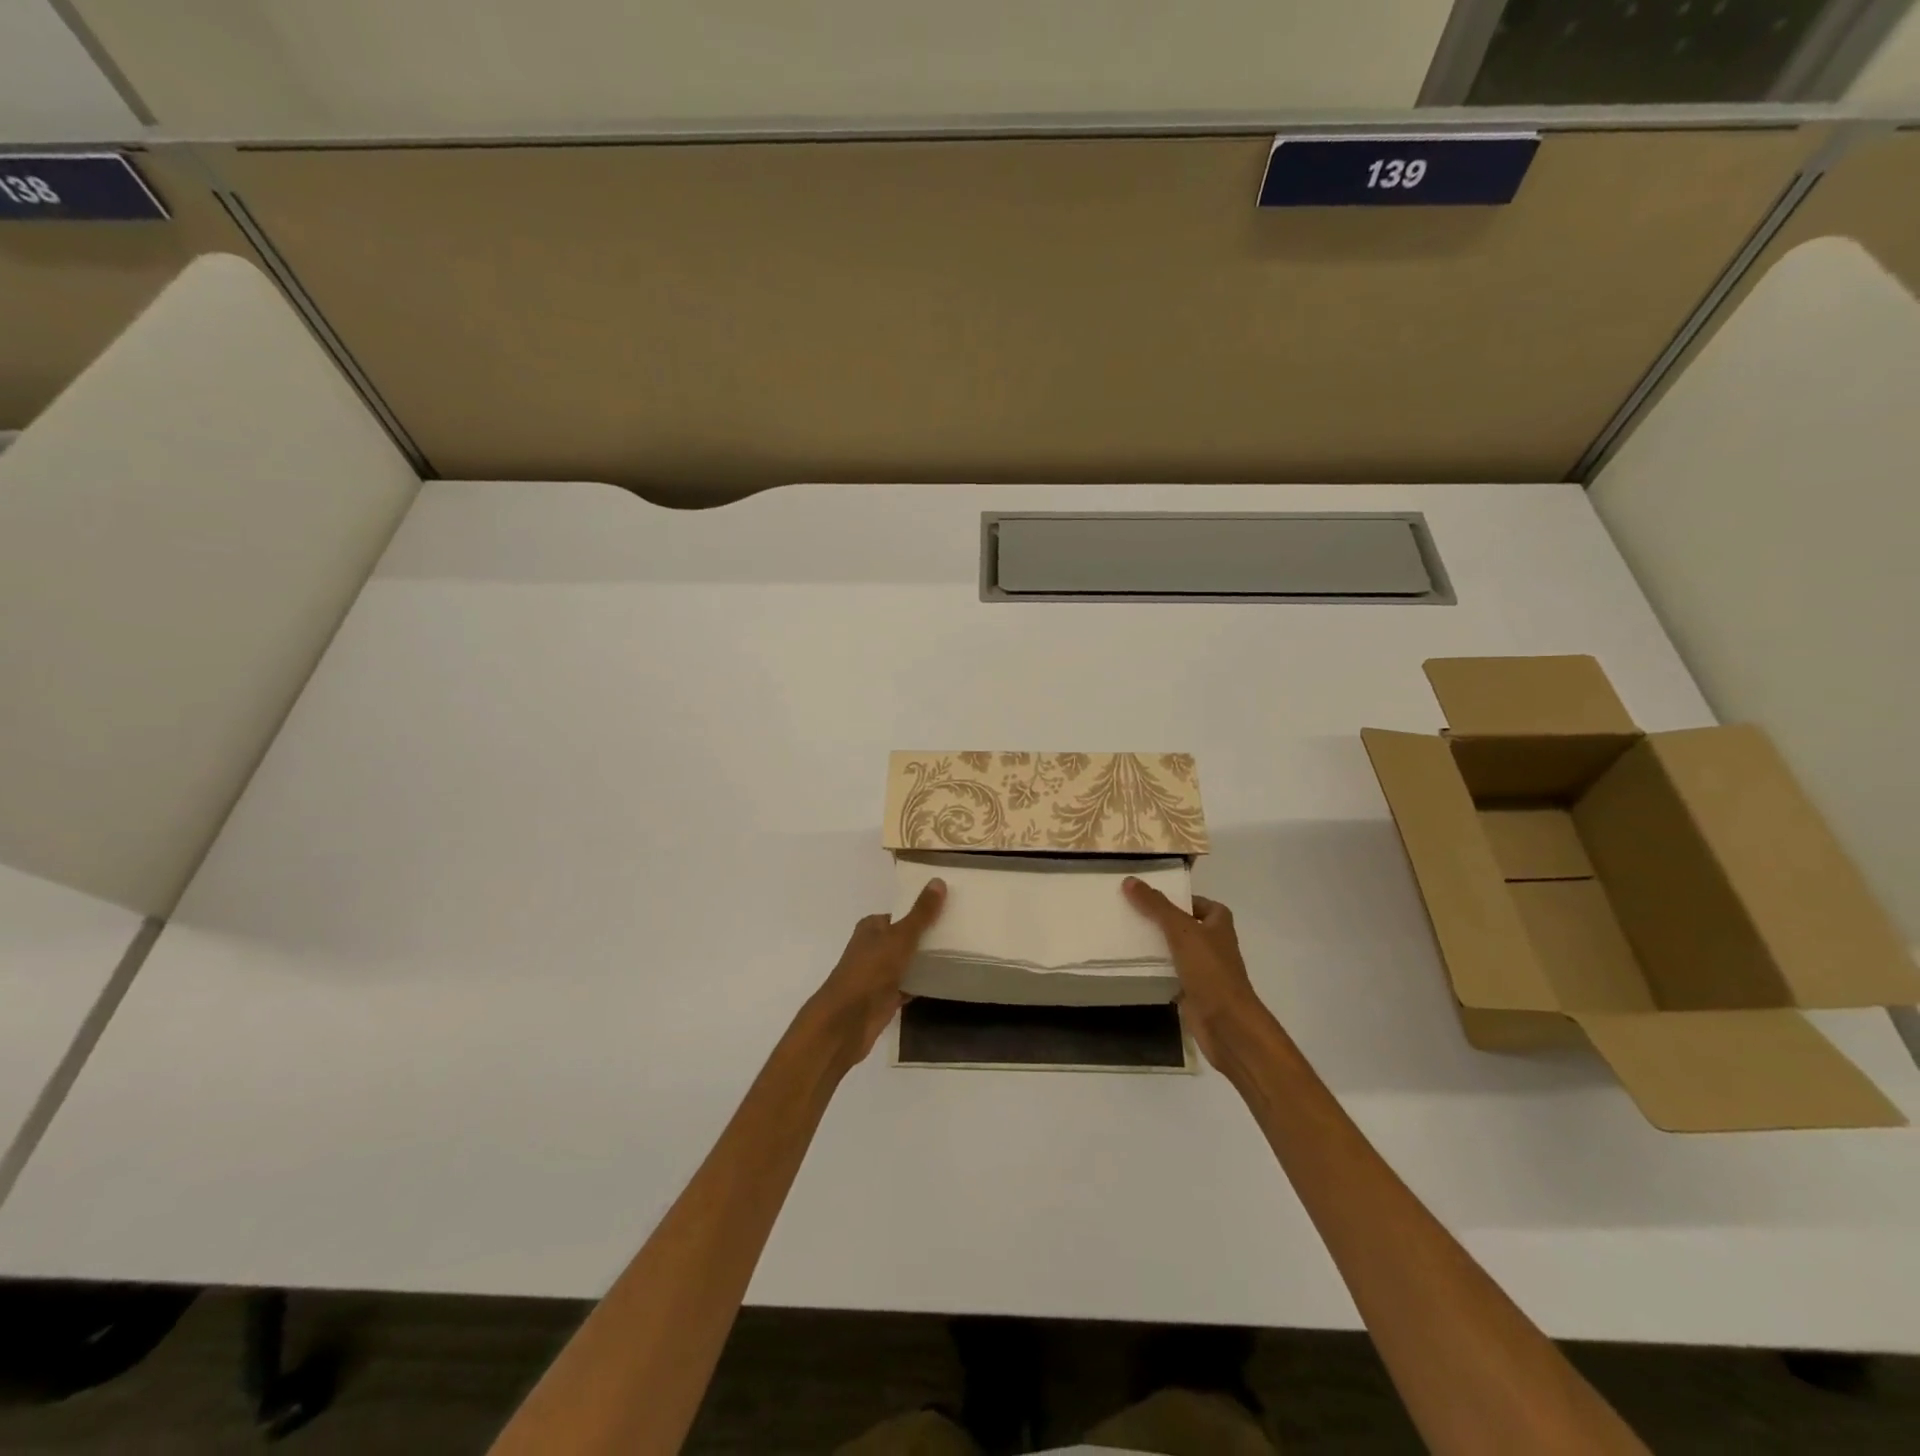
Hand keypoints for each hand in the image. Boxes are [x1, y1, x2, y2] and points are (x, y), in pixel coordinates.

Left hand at [804, 878, 946, 1069]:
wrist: (848, 1020)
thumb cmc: (871, 970)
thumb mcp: (900, 937)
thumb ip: (921, 913)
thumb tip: (938, 880)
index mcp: (872, 927)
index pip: (900, 914)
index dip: (922, 912)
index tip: (949, 910)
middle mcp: (873, 947)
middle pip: (905, 938)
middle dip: (928, 937)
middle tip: (960, 932)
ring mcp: (879, 974)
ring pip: (908, 962)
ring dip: (926, 961)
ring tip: (959, 953)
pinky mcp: (885, 997)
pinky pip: (909, 985)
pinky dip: (923, 983)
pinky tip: (945, 980)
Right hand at [1123, 878, 1263, 1065]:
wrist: (1227, 1024)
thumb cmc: (1210, 970)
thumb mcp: (1181, 930)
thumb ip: (1156, 906)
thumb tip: (1130, 879)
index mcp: (1218, 924)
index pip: (1199, 903)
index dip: (1179, 898)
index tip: (1150, 896)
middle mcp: (1213, 944)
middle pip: (1184, 926)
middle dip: (1160, 921)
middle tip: (1130, 913)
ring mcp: (1204, 970)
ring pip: (1175, 951)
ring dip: (1156, 946)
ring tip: (1125, 935)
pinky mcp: (1192, 992)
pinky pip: (1170, 975)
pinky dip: (1155, 971)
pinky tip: (1133, 966)